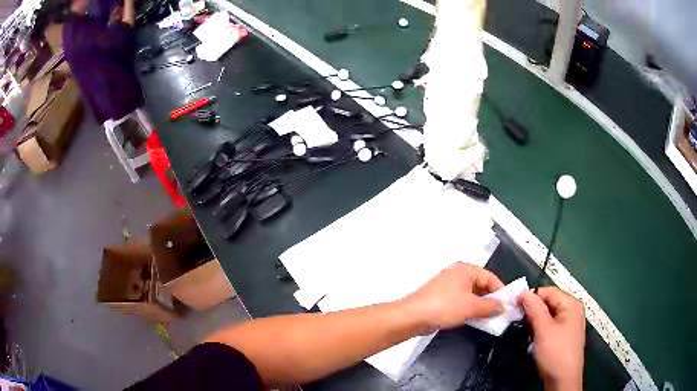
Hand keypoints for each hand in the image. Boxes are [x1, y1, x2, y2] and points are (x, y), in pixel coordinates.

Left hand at [404, 263, 504, 333]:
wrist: (412, 317)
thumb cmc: (444, 307)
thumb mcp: (471, 307)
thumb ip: (490, 307)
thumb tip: (502, 308)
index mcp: (465, 270)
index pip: (490, 277)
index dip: (501, 290)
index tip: (510, 303)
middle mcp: (458, 275)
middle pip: (481, 286)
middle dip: (492, 299)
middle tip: (502, 313)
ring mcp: (449, 288)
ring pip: (472, 295)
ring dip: (482, 306)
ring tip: (492, 319)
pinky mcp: (442, 300)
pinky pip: (463, 302)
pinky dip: (471, 310)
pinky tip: (477, 320)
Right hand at [518, 287, 584, 390]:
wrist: (563, 380)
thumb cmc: (555, 352)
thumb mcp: (543, 330)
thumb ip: (534, 309)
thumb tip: (523, 292)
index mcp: (571, 304)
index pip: (548, 291)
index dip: (531, 296)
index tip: (514, 306)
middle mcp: (573, 310)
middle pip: (549, 302)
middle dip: (533, 309)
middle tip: (517, 319)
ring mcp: (570, 323)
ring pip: (549, 314)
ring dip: (535, 320)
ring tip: (523, 328)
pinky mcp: (565, 335)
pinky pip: (551, 324)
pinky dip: (541, 327)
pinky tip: (533, 336)